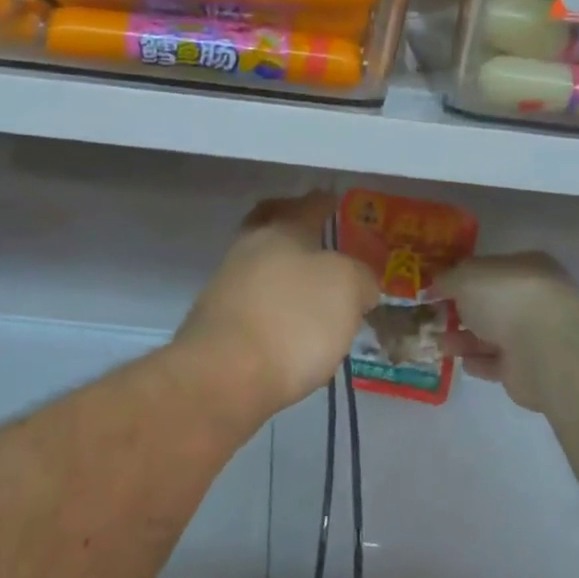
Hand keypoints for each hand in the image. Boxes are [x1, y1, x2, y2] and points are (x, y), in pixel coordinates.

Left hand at [176, 192, 380, 419]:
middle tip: (318, 239)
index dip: (324, 202)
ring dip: (284, 272)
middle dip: (292, 229)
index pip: (308, 205)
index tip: (335, 202)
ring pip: (261, 266)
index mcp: (281, 230)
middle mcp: (248, 249)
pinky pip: (254, 301)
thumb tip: (360, 283)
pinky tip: (291, 325)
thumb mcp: (348, 289)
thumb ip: (360, 277)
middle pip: (271, 227)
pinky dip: (274, 305)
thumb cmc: (293, 320)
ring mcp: (227, 285)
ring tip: (313, 292)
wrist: (224, 375)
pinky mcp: (217, 323)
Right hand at [439, 252, 578, 413]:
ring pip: (491, 335)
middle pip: (490, 305)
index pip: (490, 270)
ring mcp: (534, 336)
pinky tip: (460, 362)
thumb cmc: (506, 297)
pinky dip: (478, 362)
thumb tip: (434, 286)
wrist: (544, 349)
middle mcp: (533, 299)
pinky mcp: (528, 370)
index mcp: (526, 268)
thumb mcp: (465, 276)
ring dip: (463, 339)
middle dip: (460, 311)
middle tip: (431, 318)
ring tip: (436, 343)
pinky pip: (497, 364)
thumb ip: (447, 279)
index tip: (435, 288)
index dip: (461, 278)